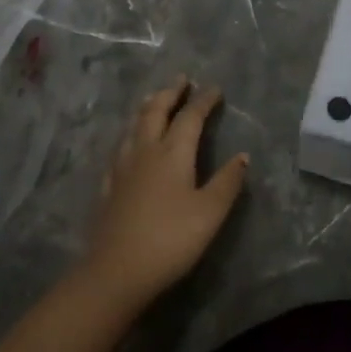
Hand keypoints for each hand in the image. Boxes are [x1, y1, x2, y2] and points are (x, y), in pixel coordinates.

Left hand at [83, 77, 246, 305]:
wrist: (116, 271)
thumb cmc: (170, 239)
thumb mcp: (210, 213)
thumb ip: (227, 182)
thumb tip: (242, 156)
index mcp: (173, 152)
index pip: (190, 117)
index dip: (204, 101)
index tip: (215, 89)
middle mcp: (146, 151)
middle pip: (156, 111)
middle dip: (170, 93)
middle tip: (181, 80)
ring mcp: (122, 167)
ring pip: (134, 126)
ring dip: (147, 107)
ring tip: (154, 99)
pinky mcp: (108, 186)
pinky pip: (120, 147)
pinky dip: (130, 134)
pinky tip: (129, 143)